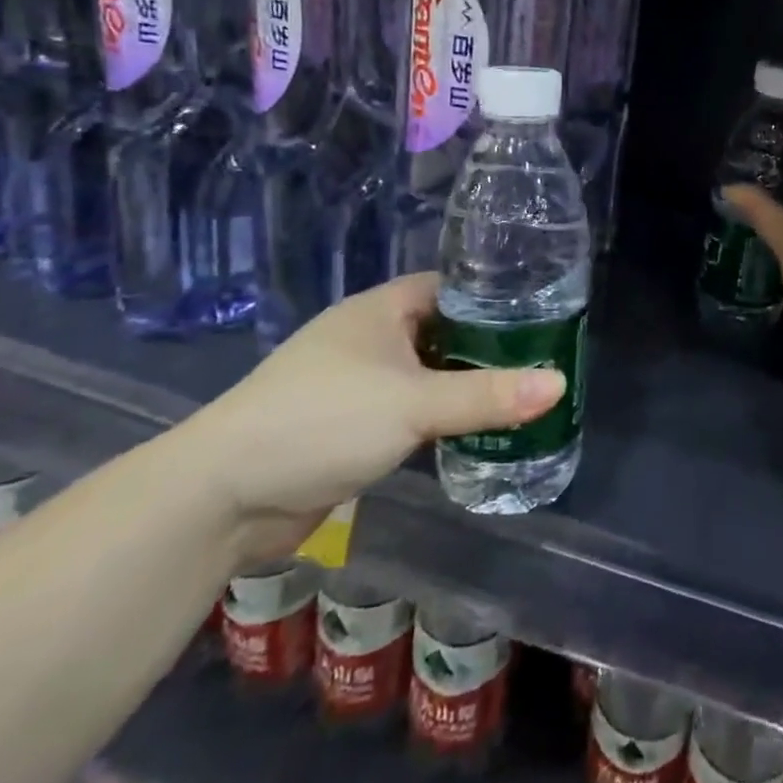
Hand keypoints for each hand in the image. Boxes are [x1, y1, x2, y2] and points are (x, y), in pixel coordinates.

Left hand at [173, 273, 564, 561]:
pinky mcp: (349, 425)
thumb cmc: (323, 421)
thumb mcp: (415, 404)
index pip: (451, 286)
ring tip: (520, 394)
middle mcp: (370, 337)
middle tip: (541, 359)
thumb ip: (488, 395)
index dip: (494, 296)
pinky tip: (472, 431)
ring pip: (426, 373)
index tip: (541, 312)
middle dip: (487, 346)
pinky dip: (439, 417)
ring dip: (463, 385)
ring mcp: (357, 382)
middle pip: (442, 331)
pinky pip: (408, 410)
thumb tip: (560, 383)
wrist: (221, 496)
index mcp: (382, 309)